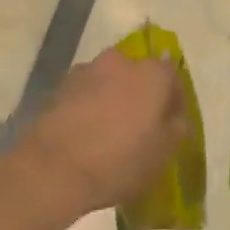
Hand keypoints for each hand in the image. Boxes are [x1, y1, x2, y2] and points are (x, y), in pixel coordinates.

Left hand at [12, 47, 189, 221]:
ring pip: (111, 81)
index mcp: (152, 74)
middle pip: (139, 75)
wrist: (53, 168)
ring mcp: (88, 69)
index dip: (174, 101)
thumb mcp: (161, 155)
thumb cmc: (119, 161)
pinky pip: (86, 92)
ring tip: (109, 131)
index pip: (173, 77)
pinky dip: (90, 105)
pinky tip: (86, 132)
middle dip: (142, 96)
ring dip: (114, 98)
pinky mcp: (61, 85)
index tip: (170, 125)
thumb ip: (176, 129)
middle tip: (140, 127)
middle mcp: (122, 61)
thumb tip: (176, 117)